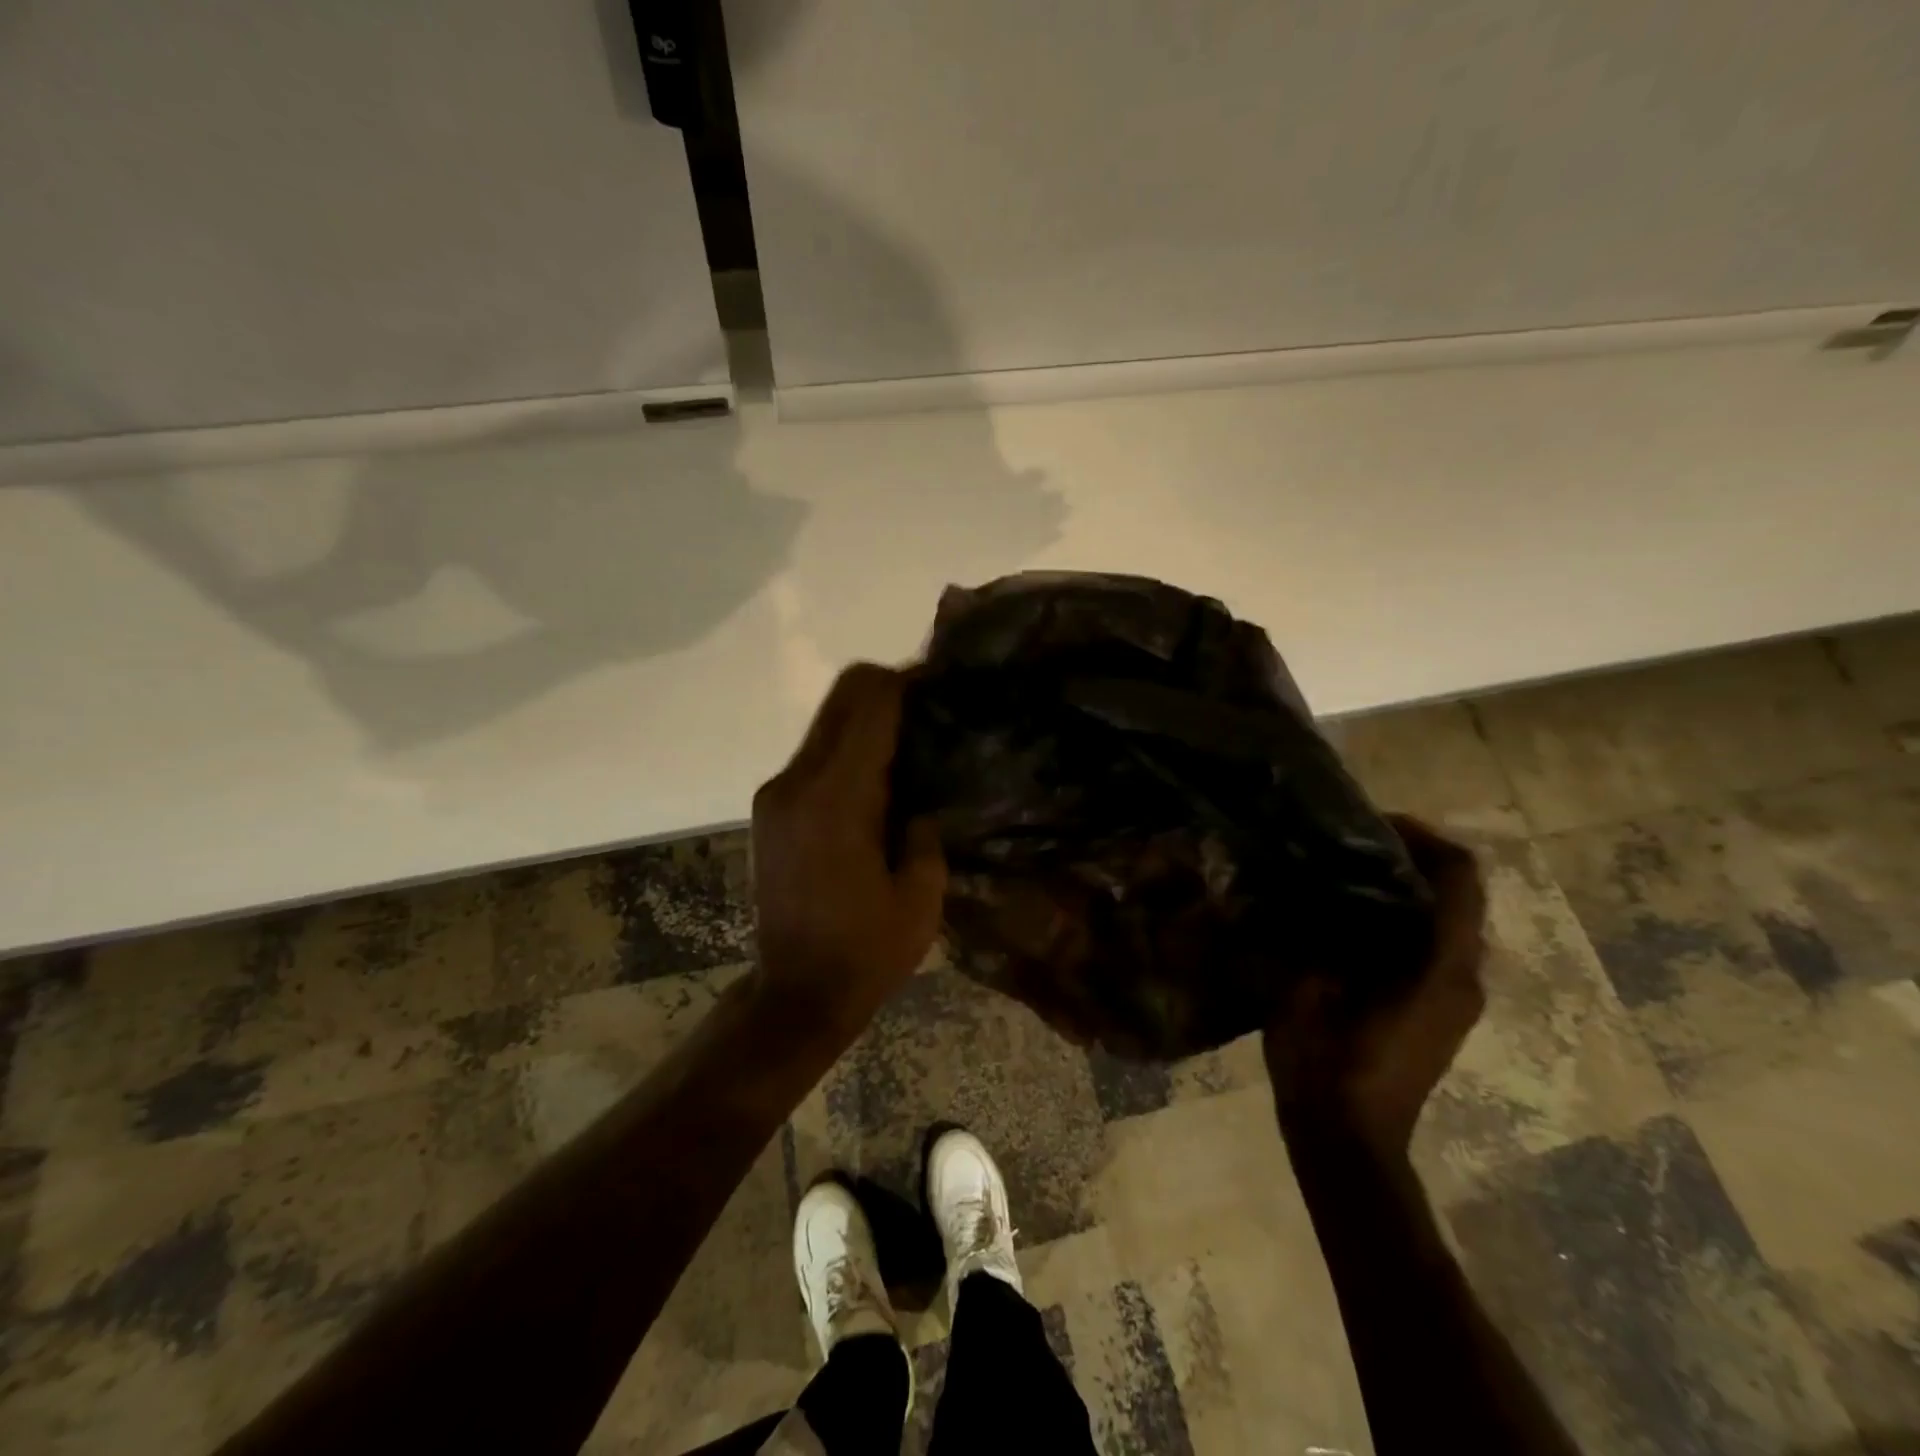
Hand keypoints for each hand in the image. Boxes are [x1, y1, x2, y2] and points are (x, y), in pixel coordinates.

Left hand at [750, 664, 947, 1032]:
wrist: (795, 993)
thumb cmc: (867, 952)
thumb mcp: (921, 895)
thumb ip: (925, 826)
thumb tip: (920, 789)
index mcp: (837, 800)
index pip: (870, 704)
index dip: (908, 681)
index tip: (943, 684)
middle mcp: (796, 782)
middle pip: (842, 697)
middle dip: (888, 688)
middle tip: (932, 706)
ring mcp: (776, 793)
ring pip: (826, 722)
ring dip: (867, 719)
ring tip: (911, 741)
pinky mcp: (769, 808)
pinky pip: (815, 754)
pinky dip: (849, 747)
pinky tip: (878, 777)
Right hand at [1263, 816, 1487, 1158]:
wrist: (1348, 1143)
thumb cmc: (1327, 1066)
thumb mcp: (1307, 991)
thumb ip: (1315, 934)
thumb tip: (1306, 884)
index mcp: (1441, 968)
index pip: (1459, 878)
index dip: (1422, 837)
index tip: (1370, 823)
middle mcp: (1464, 976)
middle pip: (1457, 893)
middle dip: (1408, 858)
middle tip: (1345, 841)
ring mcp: (1455, 997)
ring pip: (1444, 919)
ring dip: (1401, 888)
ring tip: (1340, 871)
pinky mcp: (1438, 1011)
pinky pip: (1429, 945)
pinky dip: (1397, 917)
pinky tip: (1344, 917)